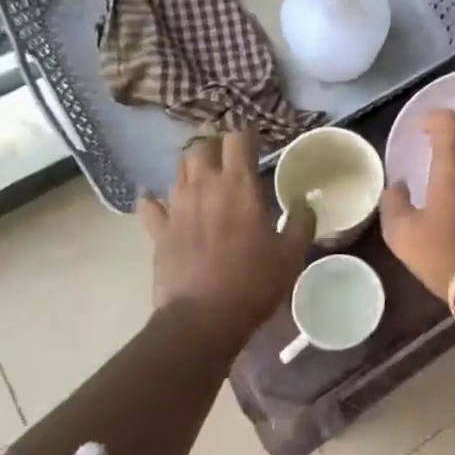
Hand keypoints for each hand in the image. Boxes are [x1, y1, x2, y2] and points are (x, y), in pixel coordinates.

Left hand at [137, 129, 312, 334]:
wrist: (201, 320)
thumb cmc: (252, 282)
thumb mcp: (291, 254)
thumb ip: (301, 223)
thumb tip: (305, 204)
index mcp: (239, 185)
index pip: (238, 138)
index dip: (247, 135)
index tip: (257, 143)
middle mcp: (204, 186)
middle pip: (202, 146)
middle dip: (216, 147)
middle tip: (230, 160)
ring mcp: (176, 207)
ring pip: (179, 170)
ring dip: (192, 168)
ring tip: (204, 180)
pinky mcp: (157, 231)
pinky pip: (149, 205)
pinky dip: (154, 200)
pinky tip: (159, 203)